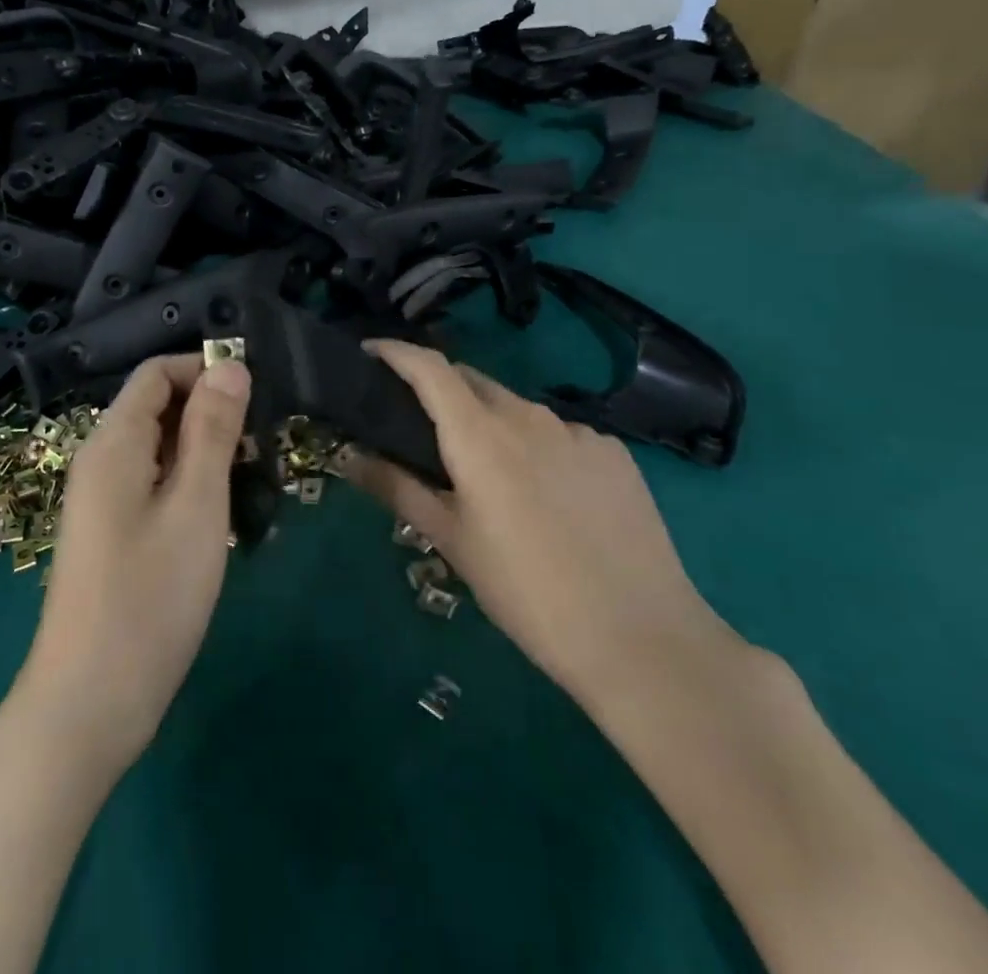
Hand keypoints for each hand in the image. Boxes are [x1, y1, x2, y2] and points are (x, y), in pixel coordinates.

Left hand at [16, 352, 250, 775]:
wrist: (89, 704)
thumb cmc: (149, 597)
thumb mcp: (195, 505)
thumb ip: (213, 430)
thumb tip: (230, 365)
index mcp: (114, 442)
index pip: (157, 372)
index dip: (205, 371)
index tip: (256, 398)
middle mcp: (102, 460)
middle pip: (159, 407)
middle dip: (212, 413)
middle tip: (264, 446)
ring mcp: (104, 499)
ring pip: (162, 448)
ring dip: (207, 452)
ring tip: (254, 480)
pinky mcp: (114, 532)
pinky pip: (155, 484)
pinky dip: (191, 484)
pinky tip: (225, 516)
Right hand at [344, 341, 743, 717]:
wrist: (641, 637)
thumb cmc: (526, 592)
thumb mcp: (452, 542)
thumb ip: (397, 488)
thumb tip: (347, 455)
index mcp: (480, 433)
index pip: (429, 367)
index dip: (395, 350)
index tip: (370, 351)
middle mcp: (528, 415)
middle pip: (472, 381)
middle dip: (440, 389)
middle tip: (421, 426)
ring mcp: (577, 430)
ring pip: (517, 408)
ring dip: (491, 422)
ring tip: (489, 473)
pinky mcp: (614, 452)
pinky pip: (560, 433)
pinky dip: (537, 446)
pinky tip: (548, 495)